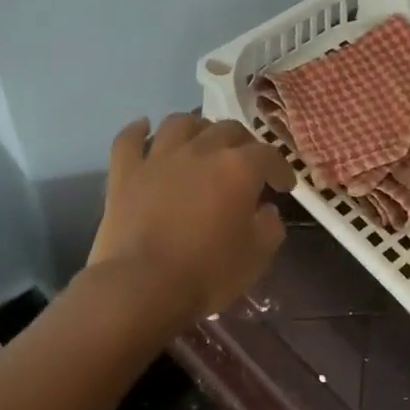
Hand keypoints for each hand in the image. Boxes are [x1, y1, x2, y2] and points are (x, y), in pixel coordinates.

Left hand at [87, 113, 295, 321]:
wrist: (143, 286)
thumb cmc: (207, 273)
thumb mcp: (257, 256)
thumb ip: (270, 226)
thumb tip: (266, 210)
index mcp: (238, 168)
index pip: (269, 155)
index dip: (281, 168)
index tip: (284, 186)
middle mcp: (200, 151)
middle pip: (227, 129)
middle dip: (243, 144)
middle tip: (246, 165)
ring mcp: (158, 158)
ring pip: (180, 123)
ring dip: (197, 128)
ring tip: (202, 142)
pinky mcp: (125, 172)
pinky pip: (129, 139)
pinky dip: (138, 130)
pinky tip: (144, 128)